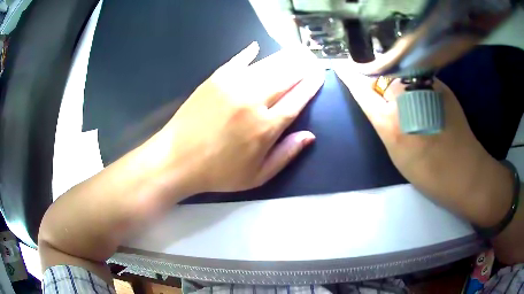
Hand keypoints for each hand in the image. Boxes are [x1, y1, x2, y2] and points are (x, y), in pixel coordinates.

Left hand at [148, 42, 324, 193]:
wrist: (177, 159)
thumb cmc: (218, 172)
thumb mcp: (257, 176)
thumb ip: (286, 155)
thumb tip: (309, 136)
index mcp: (266, 127)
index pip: (297, 99)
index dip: (311, 85)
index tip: (319, 74)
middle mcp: (253, 101)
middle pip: (286, 76)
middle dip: (302, 65)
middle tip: (311, 57)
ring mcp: (232, 86)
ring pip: (266, 65)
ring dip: (284, 57)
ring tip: (295, 50)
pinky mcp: (215, 79)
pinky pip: (237, 61)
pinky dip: (248, 53)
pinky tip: (256, 46)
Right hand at [333, 62, 512, 226]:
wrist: (464, 171)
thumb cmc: (428, 171)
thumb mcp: (396, 151)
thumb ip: (384, 122)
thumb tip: (377, 101)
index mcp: (391, 123)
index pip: (362, 90)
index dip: (350, 77)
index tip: (340, 67)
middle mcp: (405, 98)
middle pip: (382, 76)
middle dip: (379, 81)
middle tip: (388, 97)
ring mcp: (425, 86)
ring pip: (401, 75)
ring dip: (398, 83)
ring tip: (410, 102)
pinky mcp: (440, 84)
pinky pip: (418, 79)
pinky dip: (415, 85)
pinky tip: (424, 102)